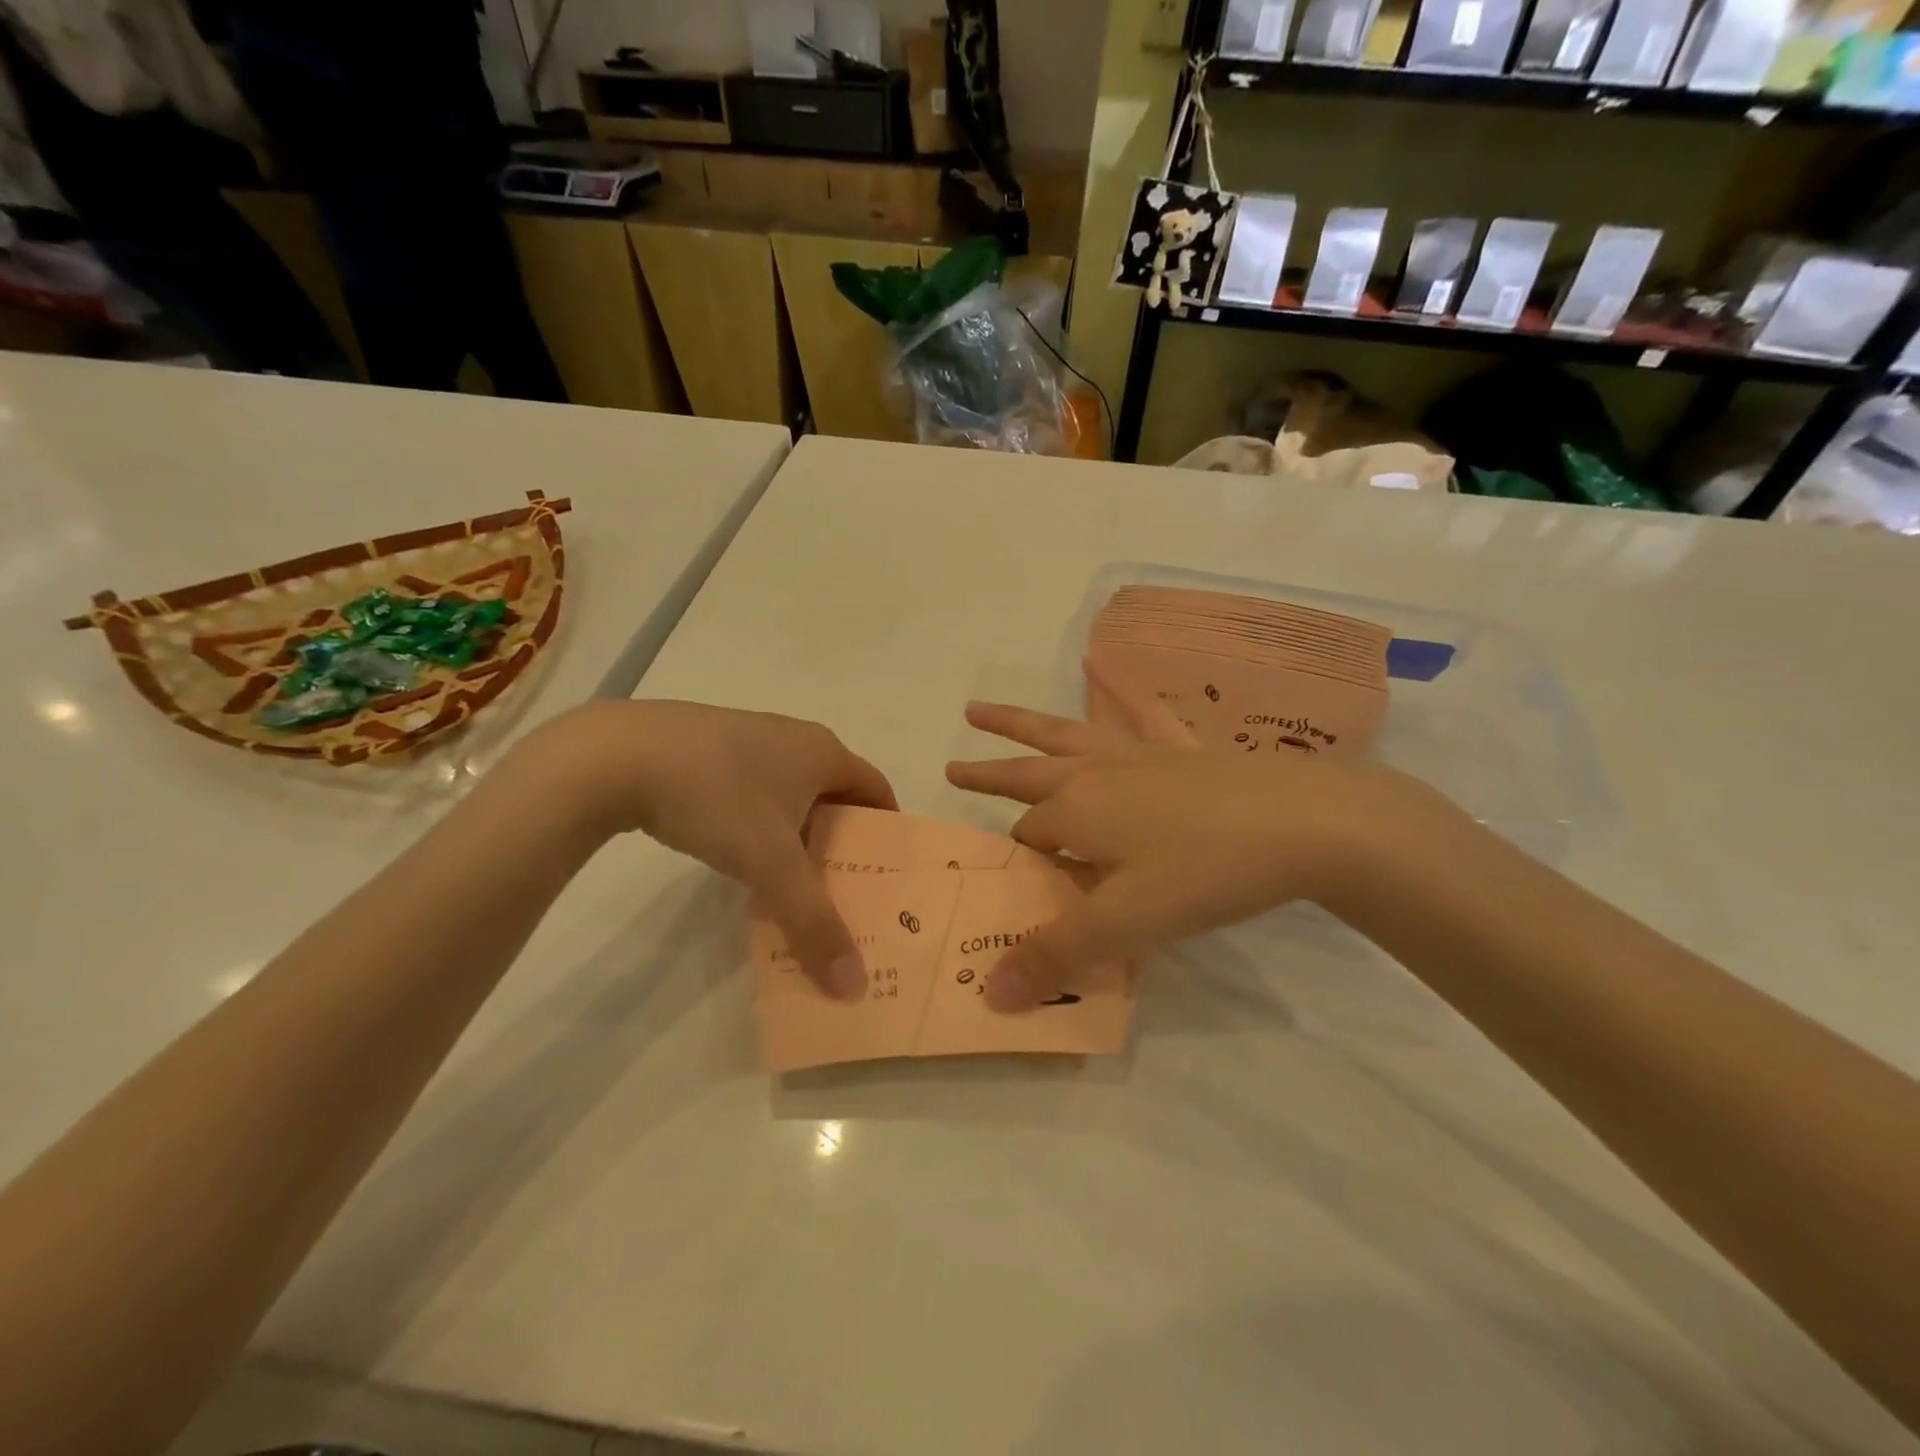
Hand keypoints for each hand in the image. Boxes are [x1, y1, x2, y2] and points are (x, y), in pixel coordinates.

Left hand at [513, 700, 895, 998]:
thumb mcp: (770, 866)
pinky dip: (760, 821)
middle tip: (839, 888)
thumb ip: (814, 924)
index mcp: (823, 752)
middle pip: (835, 792)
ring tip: (787, 881)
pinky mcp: (708, 744)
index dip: (886, 830)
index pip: (877, 789)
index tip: (884, 874)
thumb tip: (854, 986)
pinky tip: (735, 852)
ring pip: (791, 791)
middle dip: (841, 840)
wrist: (617, 755)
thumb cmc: (716, 799)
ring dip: (797, 833)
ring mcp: (749, 735)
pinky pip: (754, 786)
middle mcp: (794, 736)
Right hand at [946, 662, 1416, 1009]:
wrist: (1307, 823)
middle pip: (1027, 771)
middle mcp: (1096, 774)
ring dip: (1020, 724)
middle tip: (951, 767)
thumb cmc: (1206, 873)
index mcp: (1076, 812)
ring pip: (1064, 733)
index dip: (1016, 860)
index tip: (1005, 877)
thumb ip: (1056, 956)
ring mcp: (1139, 753)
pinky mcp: (1181, 747)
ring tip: (979, 708)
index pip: (1028, 838)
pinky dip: (1115, 688)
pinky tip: (1099, 661)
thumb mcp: (1126, 924)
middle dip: (988, 772)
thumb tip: (990, 996)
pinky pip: (1139, 711)